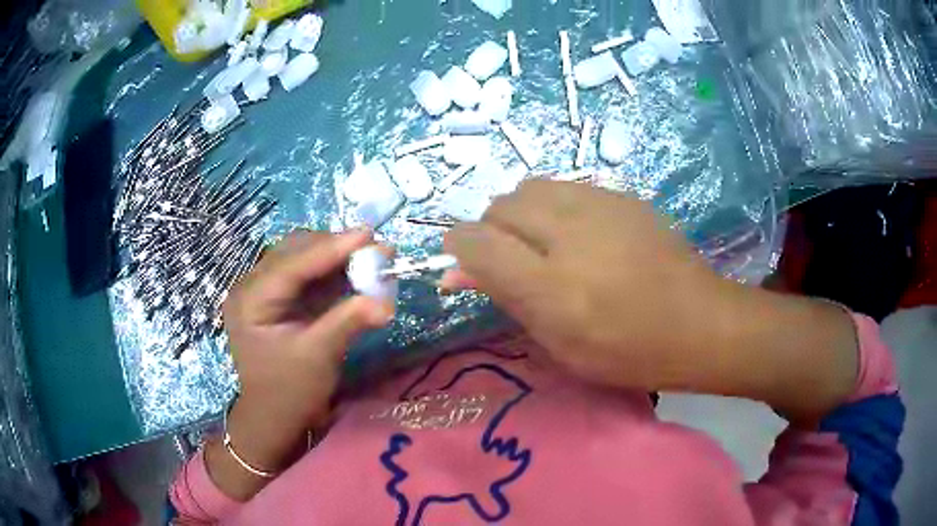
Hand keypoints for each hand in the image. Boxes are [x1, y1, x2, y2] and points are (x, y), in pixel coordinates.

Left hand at [208, 230, 393, 499]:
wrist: (275, 418)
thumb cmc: (289, 393)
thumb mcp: (318, 356)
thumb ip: (348, 321)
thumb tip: (387, 303)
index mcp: (250, 300)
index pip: (291, 265)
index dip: (331, 248)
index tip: (368, 235)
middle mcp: (253, 287)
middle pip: (295, 253)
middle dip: (336, 248)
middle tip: (376, 249)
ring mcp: (266, 292)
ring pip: (303, 260)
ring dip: (338, 258)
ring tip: (373, 257)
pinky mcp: (281, 301)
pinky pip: (309, 277)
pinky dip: (335, 274)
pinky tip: (359, 273)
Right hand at [443, 180, 724, 391]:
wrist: (698, 322)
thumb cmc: (627, 352)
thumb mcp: (560, 343)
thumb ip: (506, 299)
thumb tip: (453, 271)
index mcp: (552, 288)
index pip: (477, 243)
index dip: (459, 247)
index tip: (461, 260)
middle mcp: (570, 235)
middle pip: (500, 207)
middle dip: (491, 230)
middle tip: (510, 261)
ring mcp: (599, 206)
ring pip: (529, 188)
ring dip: (520, 214)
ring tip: (541, 244)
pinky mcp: (621, 196)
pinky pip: (565, 187)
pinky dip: (553, 206)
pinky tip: (578, 234)